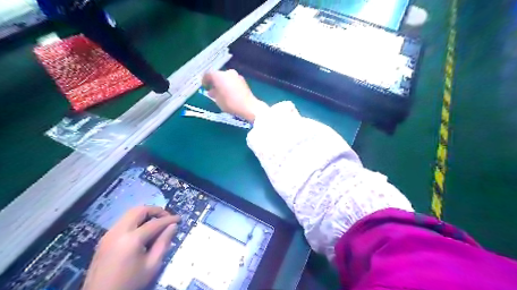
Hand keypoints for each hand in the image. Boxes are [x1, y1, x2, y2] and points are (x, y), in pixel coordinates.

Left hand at [83, 207, 181, 289]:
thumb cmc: (130, 283)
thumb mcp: (152, 266)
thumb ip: (163, 243)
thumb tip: (173, 226)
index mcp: (131, 239)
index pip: (155, 223)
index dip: (169, 219)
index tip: (179, 219)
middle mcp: (118, 231)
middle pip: (139, 210)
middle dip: (155, 211)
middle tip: (166, 218)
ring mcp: (108, 234)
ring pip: (129, 214)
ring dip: (145, 215)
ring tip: (156, 224)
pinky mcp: (104, 239)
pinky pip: (123, 222)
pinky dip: (135, 221)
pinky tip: (142, 232)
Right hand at [201, 70, 267, 120]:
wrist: (248, 106)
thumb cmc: (230, 103)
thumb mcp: (217, 100)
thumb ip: (213, 93)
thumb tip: (212, 91)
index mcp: (219, 75)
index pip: (208, 74)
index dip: (205, 80)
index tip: (204, 87)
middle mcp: (228, 72)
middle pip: (218, 75)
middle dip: (214, 82)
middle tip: (212, 90)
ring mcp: (237, 76)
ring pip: (226, 78)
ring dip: (222, 84)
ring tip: (221, 93)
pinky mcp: (243, 81)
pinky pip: (233, 81)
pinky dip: (229, 85)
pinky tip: (229, 93)